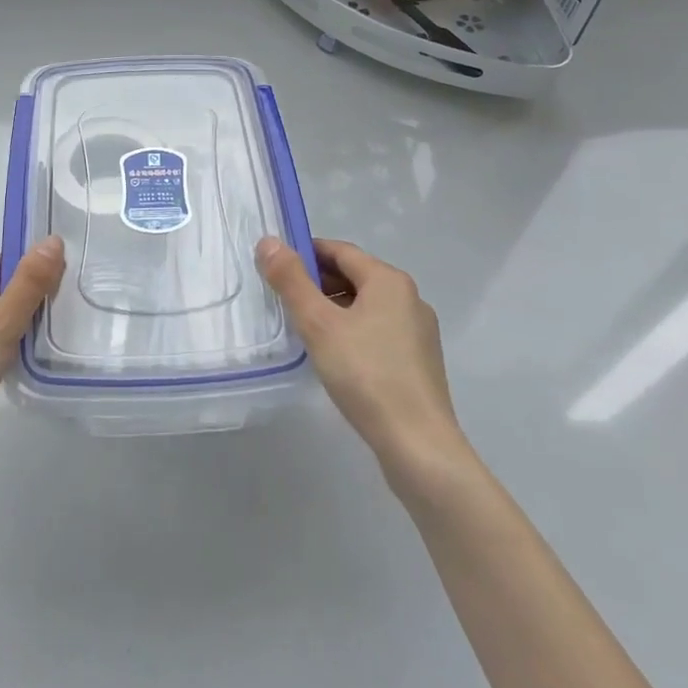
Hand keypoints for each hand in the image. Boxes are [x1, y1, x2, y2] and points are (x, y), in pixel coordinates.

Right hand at [256, 236, 467, 486]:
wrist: (418, 446)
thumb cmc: (366, 374)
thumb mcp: (319, 324)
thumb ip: (291, 280)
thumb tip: (268, 241)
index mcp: (389, 280)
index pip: (340, 251)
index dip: (305, 253)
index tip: (275, 268)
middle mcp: (409, 297)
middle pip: (355, 276)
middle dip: (317, 283)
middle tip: (283, 301)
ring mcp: (418, 331)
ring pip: (366, 306)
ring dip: (333, 309)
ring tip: (303, 329)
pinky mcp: (418, 361)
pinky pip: (378, 331)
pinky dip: (352, 331)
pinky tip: (334, 356)